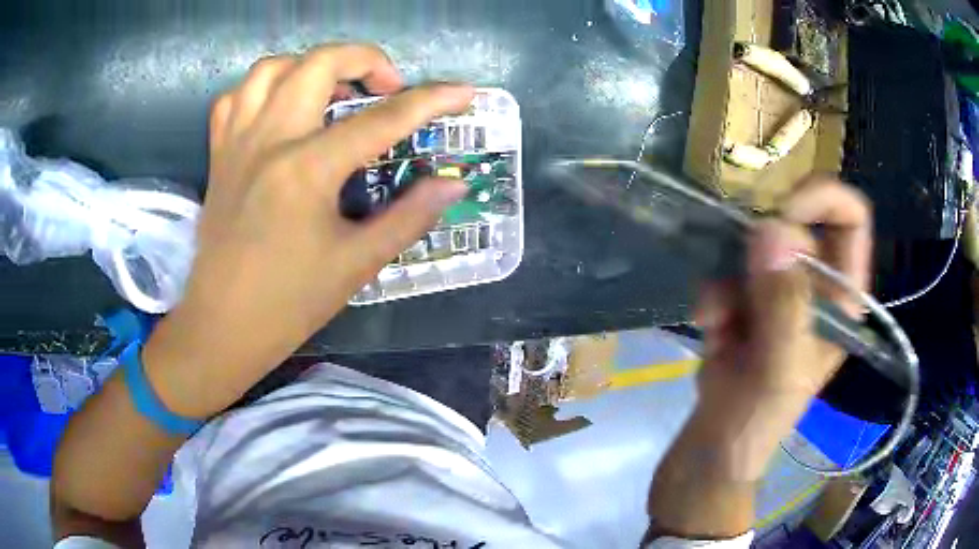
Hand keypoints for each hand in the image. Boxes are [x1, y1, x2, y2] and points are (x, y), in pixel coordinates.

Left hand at [143, 44, 474, 416]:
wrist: (222, 326)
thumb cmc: (288, 303)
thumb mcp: (357, 264)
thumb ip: (409, 216)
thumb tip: (453, 184)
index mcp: (306, 170)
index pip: (382, 120)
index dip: (432, 101)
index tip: (465, 93)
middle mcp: (269, 140)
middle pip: (320, 62)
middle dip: (367, 60)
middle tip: (389, 88)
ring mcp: (237, 142)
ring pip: (272, 68)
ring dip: (311, 65)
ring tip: (334, 90)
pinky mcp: (218, 154)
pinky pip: (235, 97)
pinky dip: (263, 89)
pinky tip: (281, 108)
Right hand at [646, 176, 872, 539]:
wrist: (717, 441)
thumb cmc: (761, 415)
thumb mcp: (781, 367)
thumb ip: (784, 304)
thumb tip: (771, 229)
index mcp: (843, 294)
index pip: (852, 218)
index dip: (822, 200)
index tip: (783, 213)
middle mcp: (817, 281)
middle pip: (797, 220)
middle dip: (763, 244)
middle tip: (742, 277)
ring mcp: (781, 285)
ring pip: (755, 241)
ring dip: (729, 275)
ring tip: (720, 320)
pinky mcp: (747, 294)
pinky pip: (727, 267)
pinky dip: (713, 293)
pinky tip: (710, 328)